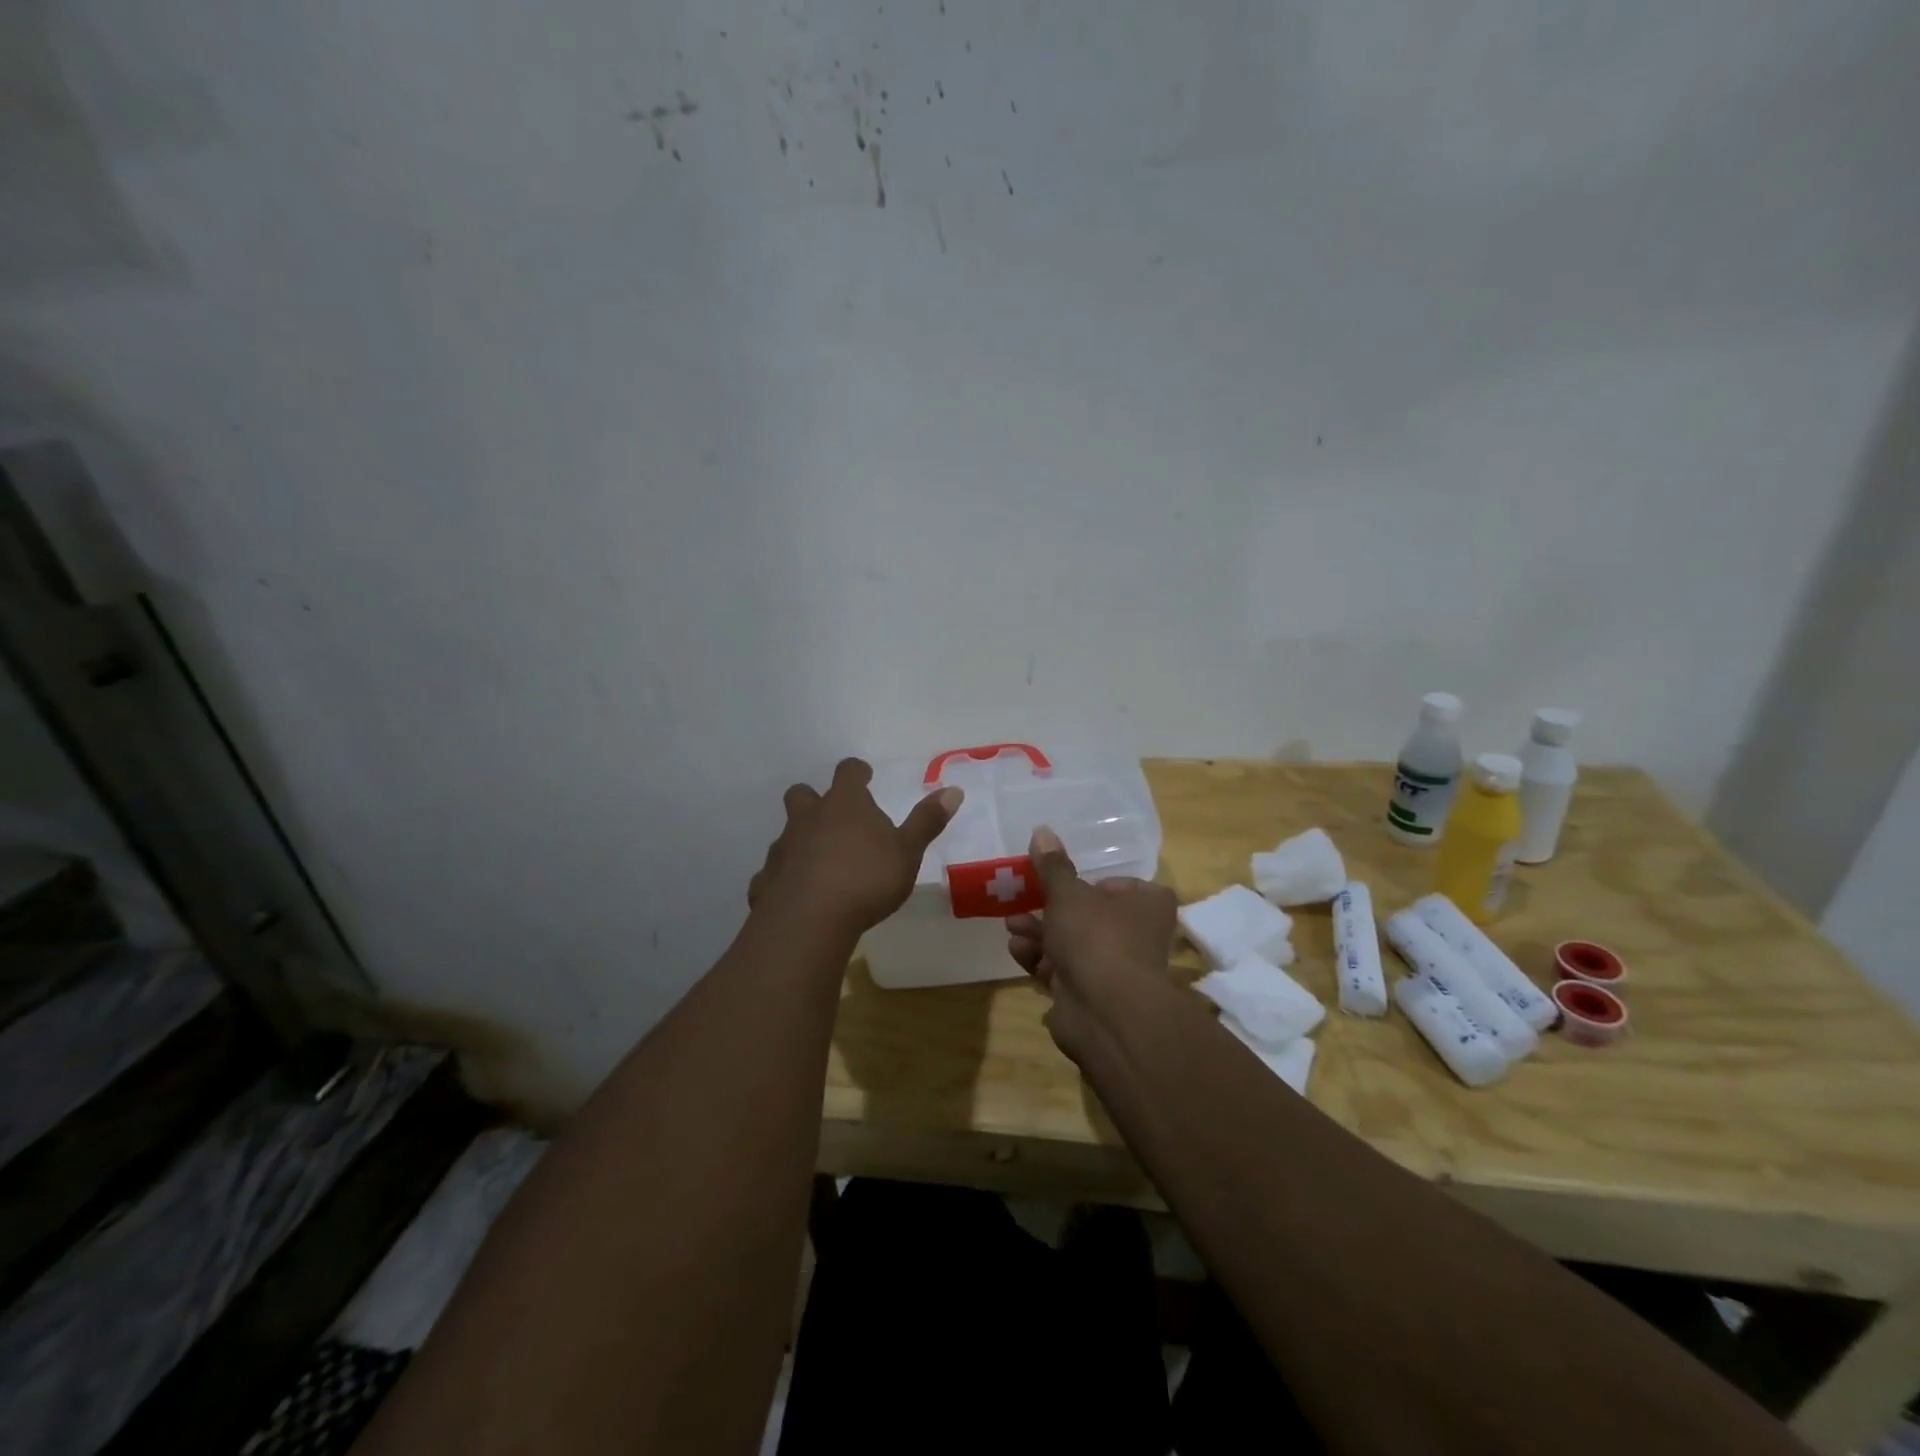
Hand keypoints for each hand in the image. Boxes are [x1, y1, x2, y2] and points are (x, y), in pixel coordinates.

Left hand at [748, 758, 962, 934]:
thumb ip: (927, 821)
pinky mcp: (765, 880)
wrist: (809, 920)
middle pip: (802, 794)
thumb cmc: (866, 879)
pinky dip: (785, 878)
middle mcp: (809, 818)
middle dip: (815, 800)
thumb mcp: (908, 852)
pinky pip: (773, 873)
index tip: (864, 776)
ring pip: (787, 833)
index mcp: (845, 804)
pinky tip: (798, 896)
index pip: (848, 772)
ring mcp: (783, 848)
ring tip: (819, 863)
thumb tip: (952, 790)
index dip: (856, 772)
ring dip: (801, 841)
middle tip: (833, 817)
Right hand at [1006, 826, 1176, 1057]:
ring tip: (1012, 926)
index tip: (1063, 882)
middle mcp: (1137, 935)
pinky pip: (1062, 970)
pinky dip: (1040, 960)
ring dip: (1040, 933)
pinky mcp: (1091, 995)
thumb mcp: (1068, 893)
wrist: (1105, 1012)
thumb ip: (1053, 866)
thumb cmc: (1095, 938)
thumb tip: (1042, 830)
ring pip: (1072, 943)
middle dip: (1050, 909)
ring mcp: (1114, 968)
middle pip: (1089, 915)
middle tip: (1022, 900)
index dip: (1092, 883)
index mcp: (1147, 905)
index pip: (1121, 886)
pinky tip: (1017, 950)